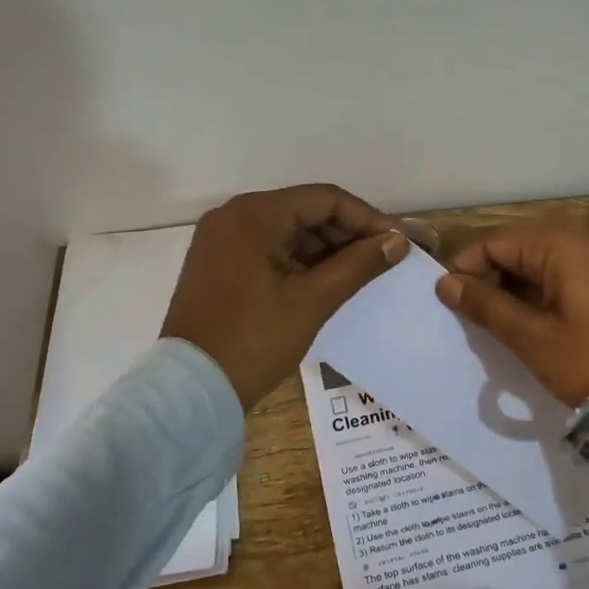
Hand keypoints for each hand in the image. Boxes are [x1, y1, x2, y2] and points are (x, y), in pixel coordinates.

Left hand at [161, 184, 409, 410]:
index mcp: (254, 215)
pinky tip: (324, 280)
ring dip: (324, 247)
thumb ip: (359, 265)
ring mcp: (221, 237)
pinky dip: (298, 259)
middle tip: (382, 259)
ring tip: (359, 272)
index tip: (398, 242)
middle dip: (347, 233)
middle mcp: (233, 214)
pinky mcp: (217, 260)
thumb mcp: (313, 301)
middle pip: (305, 210)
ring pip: (287, 229)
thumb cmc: (255, 340)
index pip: (325, 199)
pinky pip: (267, 246)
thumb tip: (398, 242)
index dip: (367, 219)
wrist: (191, 389)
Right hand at [436, 223, 588, 439]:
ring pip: (539, 261)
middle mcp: (581, 239)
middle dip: (490, 276)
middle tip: (474, 315)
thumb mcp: (531, 338)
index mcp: (560, 245)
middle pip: (517, 246)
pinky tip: (532, 320)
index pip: (495, 242)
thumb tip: (445, 283)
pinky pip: (563, 272)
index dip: (467, 268)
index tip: (450, 302)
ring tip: (500, 322)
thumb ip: (485, 305)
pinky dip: (540, 290)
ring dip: (514, 285)